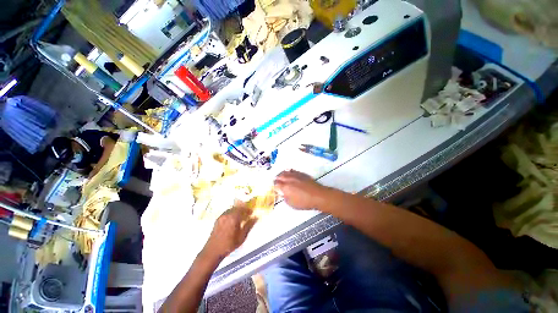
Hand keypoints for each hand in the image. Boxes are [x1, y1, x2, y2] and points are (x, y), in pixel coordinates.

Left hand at [203, 202, 256, 259]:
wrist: (213, 251)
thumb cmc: (228, 245)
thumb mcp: (241, 237)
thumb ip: (249, 225)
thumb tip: (256, 217)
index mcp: (233, 218)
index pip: (242, 209)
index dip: (248, 210)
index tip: (252, 212)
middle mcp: (227, 215)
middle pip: (236, 207)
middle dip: (243, 209)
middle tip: (247, 214)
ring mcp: (221, 217)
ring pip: (231, 209)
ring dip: (237, 211)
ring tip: (241, 217)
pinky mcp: (217, 219)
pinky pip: (226, 212)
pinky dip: (231, 213)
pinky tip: (233, 220)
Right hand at [274, 170, 326, 209]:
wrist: (317, 195)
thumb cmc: (304, 202)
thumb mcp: (291, 203)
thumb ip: (284, 197)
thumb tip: (282, 193)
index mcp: (285, 187)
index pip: (276, 184)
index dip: (274, 186)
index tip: (275, 188)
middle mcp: (289, 179)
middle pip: (279, 176)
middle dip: (277, 179)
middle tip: (277, 182)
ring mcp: (295, 175)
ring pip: (285, 172)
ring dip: (282, 175)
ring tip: (282, 177)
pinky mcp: (301, 174)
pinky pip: (292, 171)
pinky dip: (289, 172)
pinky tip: (290, 175)